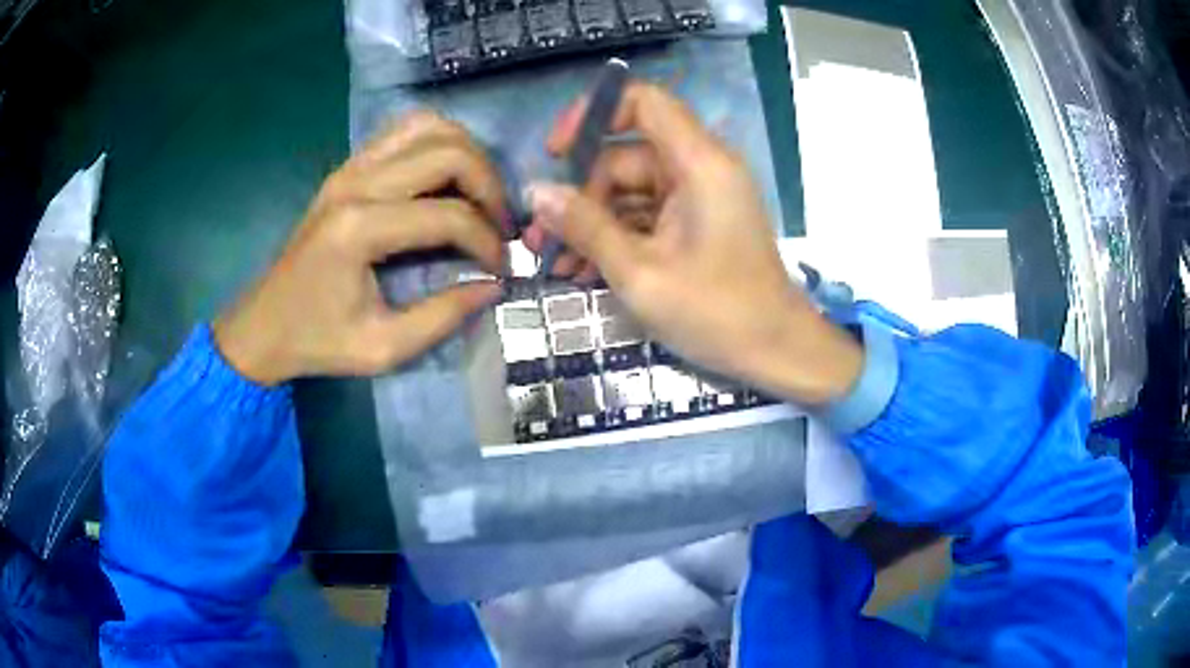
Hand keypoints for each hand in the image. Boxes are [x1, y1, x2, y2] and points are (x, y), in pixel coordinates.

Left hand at [214, 112, 506, 384]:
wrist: (263, 324)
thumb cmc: (317, 340)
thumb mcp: (383, 348)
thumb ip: (443, 316)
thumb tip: (494, 286)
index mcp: (359, 229)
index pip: (448, 215)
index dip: (487, 241)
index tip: (501, 268)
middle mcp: (356, 183)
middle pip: (448, 152)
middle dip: (489, 186)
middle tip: (499, 225)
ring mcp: (350, 168)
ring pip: (429, 126)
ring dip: (467, 154)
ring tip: (479, 194)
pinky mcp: (348, 167)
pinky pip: (405, 132)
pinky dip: (438, 144)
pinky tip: (446, 179)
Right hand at [523, 83, 861, 404]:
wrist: (776, 352)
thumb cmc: (716, 313)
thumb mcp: (639, 272)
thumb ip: (585, 226)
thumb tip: (535, 192)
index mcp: (699, 163)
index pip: (644, 102)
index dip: (594, 114)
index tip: (556, 152)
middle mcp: (700, 169)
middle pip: (626, 157)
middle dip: (579, 195)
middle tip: (541, 239)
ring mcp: (699, 198)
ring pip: (631, 191)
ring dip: (592, 223)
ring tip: (556, 263)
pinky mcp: (697, 224)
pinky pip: (647, 216)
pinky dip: (617, 237)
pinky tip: (585, 270)